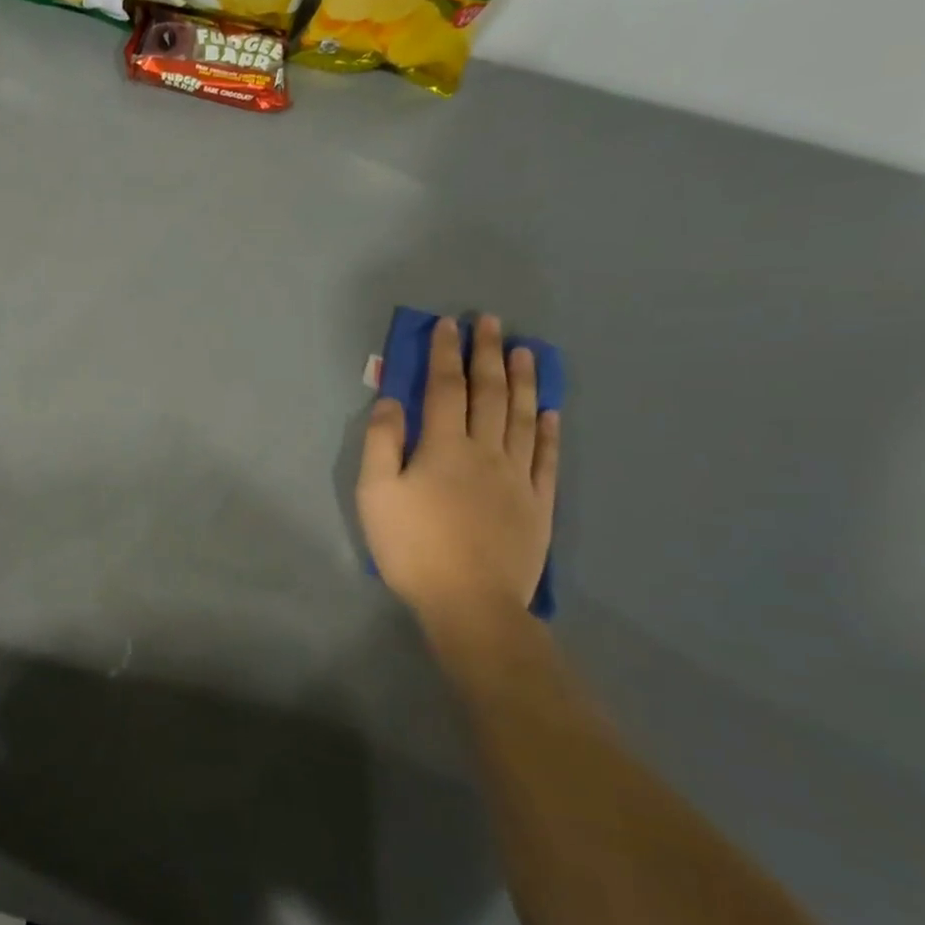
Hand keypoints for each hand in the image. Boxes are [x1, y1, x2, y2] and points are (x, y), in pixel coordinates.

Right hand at [356, 314, 558, 625]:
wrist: (471, 602)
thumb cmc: (413, 546)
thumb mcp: (375, 494)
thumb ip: (381, 443)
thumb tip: (391, 400)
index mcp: (443, 447)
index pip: (445, 388)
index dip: (445, 353)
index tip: (447, 324)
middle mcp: (486, 452)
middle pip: (489, 394)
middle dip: (488, 354)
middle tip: (492, 322)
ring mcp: (518, 477)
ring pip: (522, 418)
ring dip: (523, 381)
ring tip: (526, 351)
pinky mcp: (538, 504)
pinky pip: (546, 459)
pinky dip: (548, 431)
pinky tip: (549, 412)